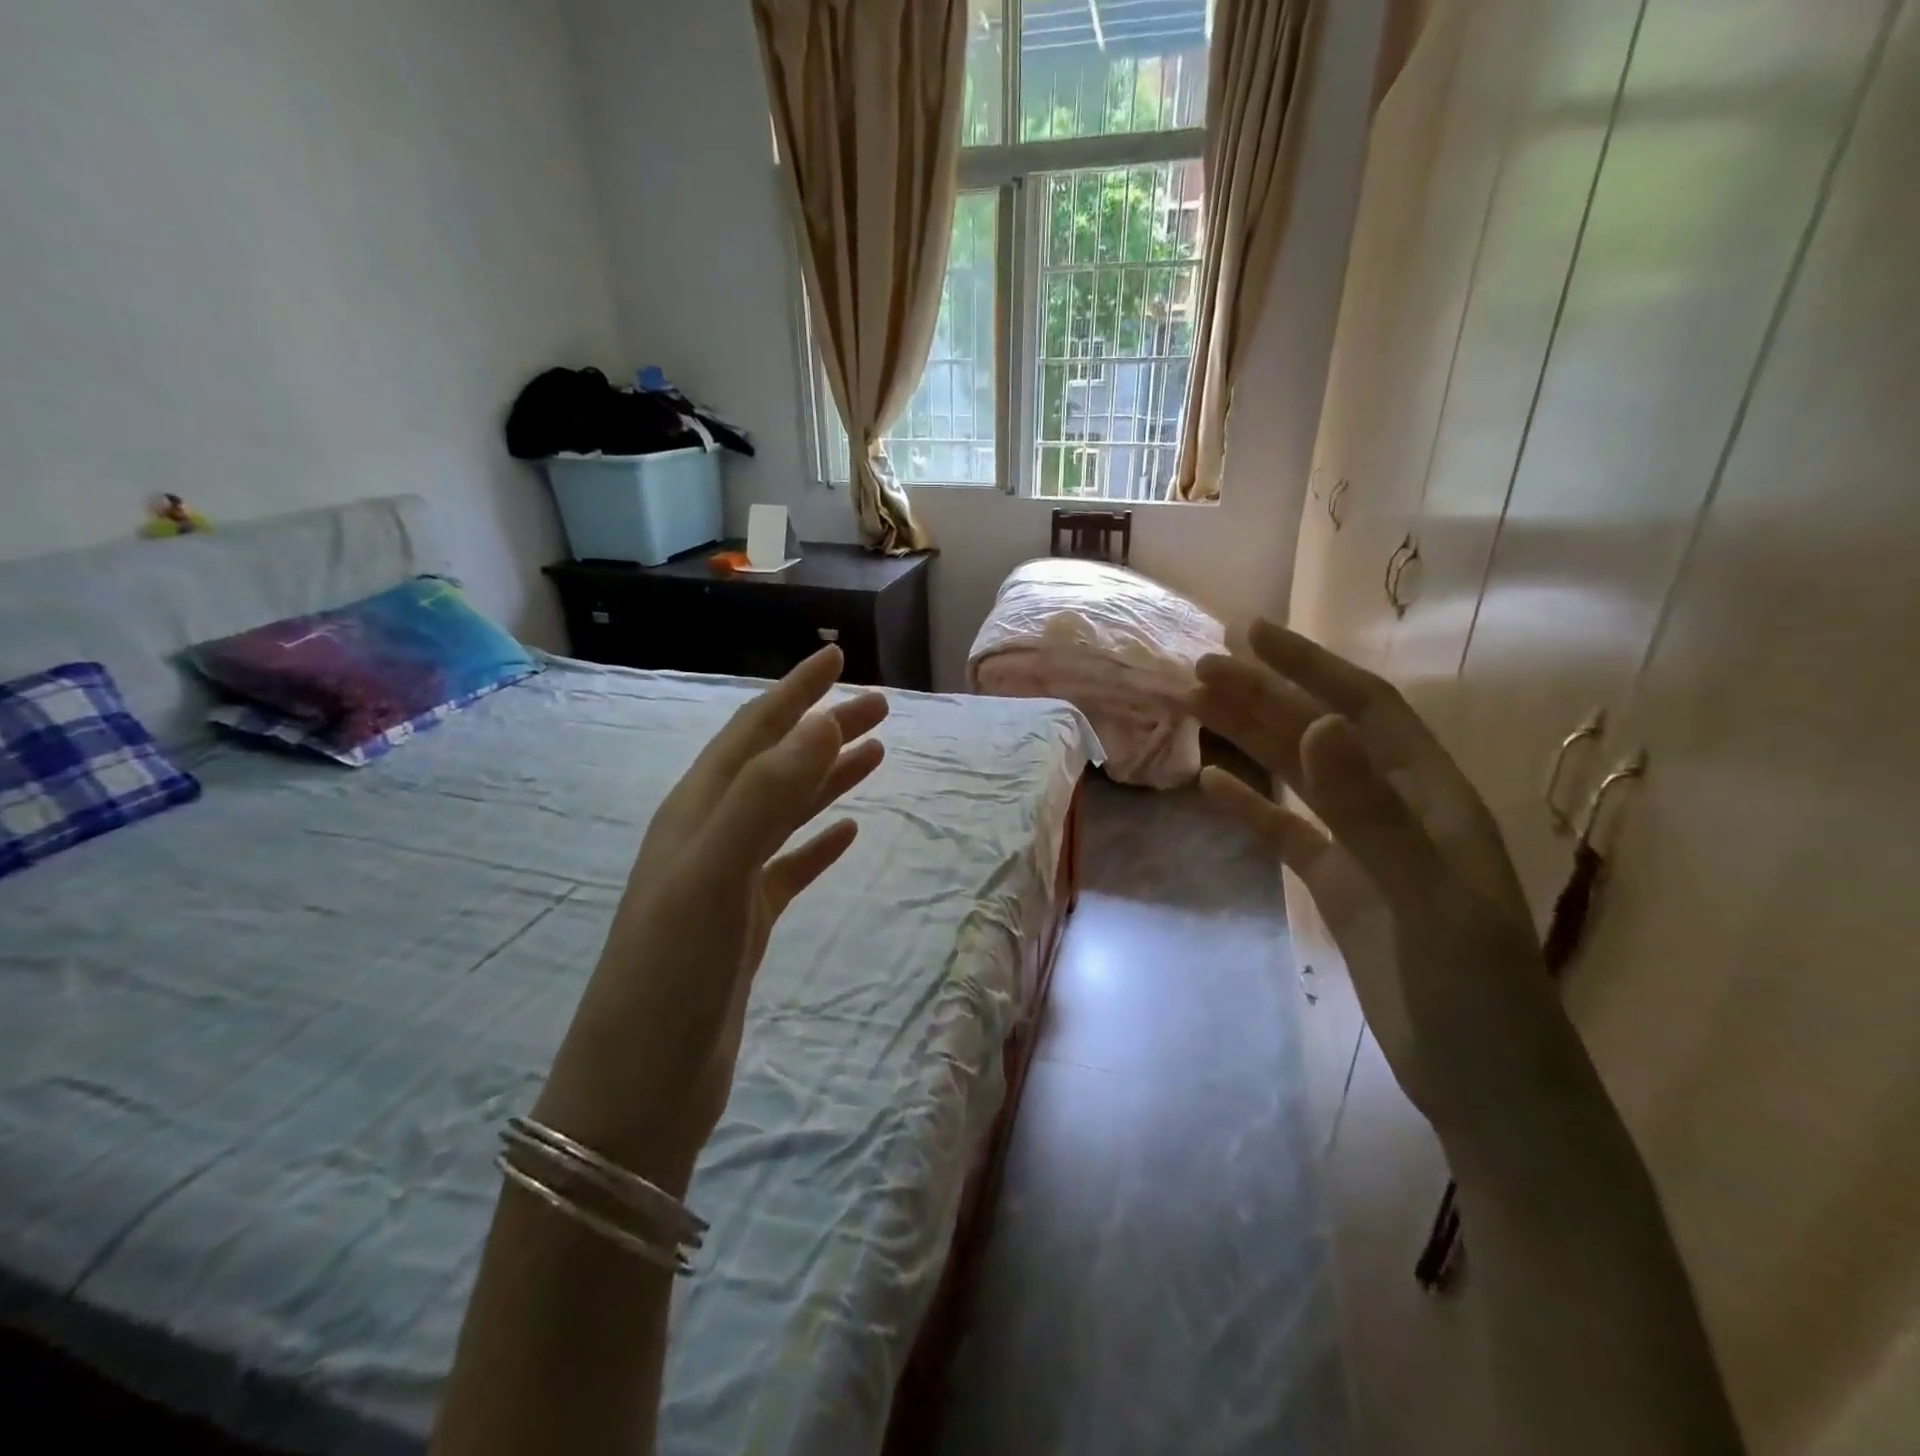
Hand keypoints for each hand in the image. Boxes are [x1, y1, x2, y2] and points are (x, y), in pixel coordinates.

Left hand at [533, 647, 888, 1190]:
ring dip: (827, 777)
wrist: (640, 1089)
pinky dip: (819, 842)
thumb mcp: (713, 874)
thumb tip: (821, 723)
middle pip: (776, 764)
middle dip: (824, 729)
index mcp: (696, 812)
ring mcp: (725, 881)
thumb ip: (765, 796)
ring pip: (786, 811)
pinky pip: (790, 866)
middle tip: (880, 706)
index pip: (753, 733)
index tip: (837, 658)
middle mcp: (708, 835)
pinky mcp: (743, 924)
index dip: (794, 693)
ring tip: (875, 754)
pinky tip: (848, 832)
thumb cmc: (669, 975)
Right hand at [1191, 620, 1587, 1142]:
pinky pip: (1288, 832)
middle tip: (1200, 666)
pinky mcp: (1341, 887)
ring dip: (1251, 740)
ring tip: (1196, 708)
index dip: (1311, 666)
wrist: (1488, 1091)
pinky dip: (1251, 806)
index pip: (1366, 708)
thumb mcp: (1426, 899)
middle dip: (1264, 696)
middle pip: (1321, 734)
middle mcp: (1398, 808)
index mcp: (1433, 797)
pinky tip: (1212, 785)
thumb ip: (1371, 812)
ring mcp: (1366, 849)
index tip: (1252, 633)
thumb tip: (1318, 726)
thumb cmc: (1476, 995)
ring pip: (1300, 777)